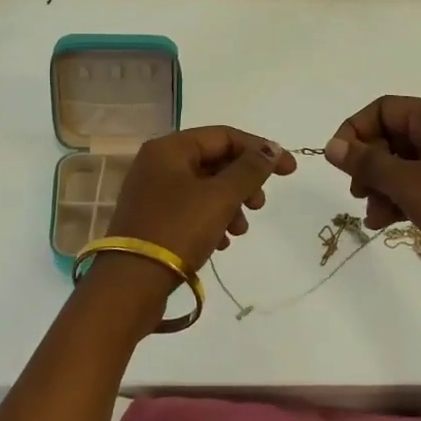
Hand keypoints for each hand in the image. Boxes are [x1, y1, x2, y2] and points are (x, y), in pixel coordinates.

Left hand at [106, 126, 296, 275]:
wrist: (130, 284)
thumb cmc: (177, 230)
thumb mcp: (220, 197)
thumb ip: (250, 170)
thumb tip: (272, 150)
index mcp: (169, 148)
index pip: (224, 136)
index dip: (260, 150)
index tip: (289, 171)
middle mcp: (157, 163)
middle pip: (214, 160)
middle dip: (243, 182)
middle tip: (259, 205)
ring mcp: (152, 192)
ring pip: (205, 187)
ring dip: (230, 205)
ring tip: (240, 231)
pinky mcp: (152, 219)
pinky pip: (191, 209)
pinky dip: (212, 219)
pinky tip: (222, 243)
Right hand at [324, 96, 420, 310]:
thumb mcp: (409, 184)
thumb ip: (367, 163)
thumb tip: (331, 146)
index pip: (385, 108)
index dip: (356, 130)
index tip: (339, 161)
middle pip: (391, 136)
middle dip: (368, 164)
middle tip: (357, 192)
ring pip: (401, 165)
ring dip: (380, 187)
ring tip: (371, 216)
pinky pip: (417, 187)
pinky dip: (398, 200)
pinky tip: (384, 223)